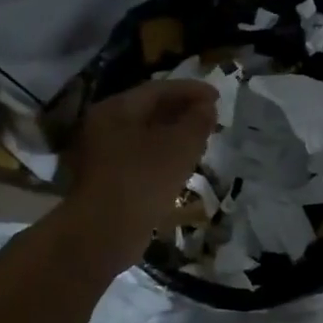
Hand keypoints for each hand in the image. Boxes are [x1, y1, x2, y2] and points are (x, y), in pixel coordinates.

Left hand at [66, 80, 218, 266]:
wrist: (105, 232)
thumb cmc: (142, 180)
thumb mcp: (179, 146)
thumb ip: (197, 121)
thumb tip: (207, 107)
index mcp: (116, 109)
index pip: (158, 89)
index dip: (191, 90)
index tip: (218, 97)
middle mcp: (104, 126)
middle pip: (149, 110)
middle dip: (182, 111)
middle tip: (212, 117)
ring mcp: (103, 154)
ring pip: (145, 135)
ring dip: (174, 134)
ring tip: (202, 139)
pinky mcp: (109, 179)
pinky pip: (141, 158)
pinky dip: (163, 155)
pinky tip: (182, 165)